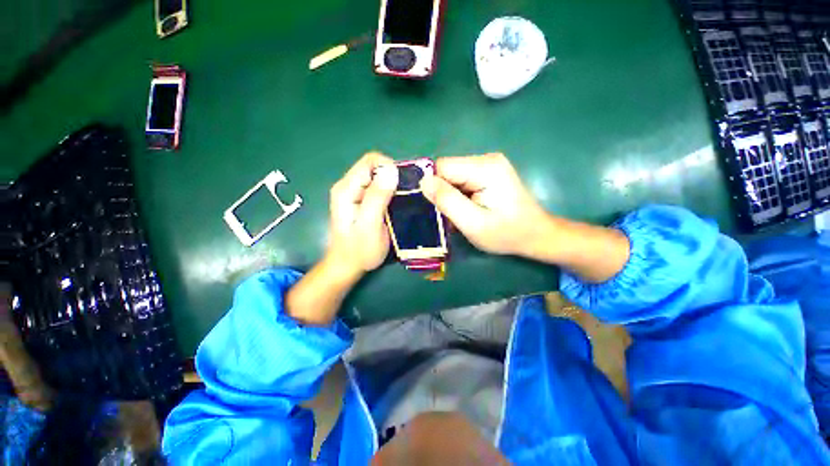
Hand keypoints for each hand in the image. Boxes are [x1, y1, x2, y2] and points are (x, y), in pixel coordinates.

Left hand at [326, 152, 397, 278]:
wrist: (348, 265)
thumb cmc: (359, 250)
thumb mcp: (370, 225)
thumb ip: (378, 198)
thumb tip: (391, 170)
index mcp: (346, 189)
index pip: (370, 161)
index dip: (390, 167)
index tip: (404, 184)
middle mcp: (348, 186)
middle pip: (374, 167)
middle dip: (393, 176)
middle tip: (406, 195)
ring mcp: (354, 192)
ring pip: (378, 176)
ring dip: (393, 184)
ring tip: (404, 200)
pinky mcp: (361, 200)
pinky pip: (378, 187)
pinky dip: (390, 191)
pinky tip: (397, 203)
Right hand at [420, 153, 548, 256]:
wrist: (536, 235)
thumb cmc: (506, 233)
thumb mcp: (473, 223)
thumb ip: (447, 201)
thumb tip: (423, 182)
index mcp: (485, 168)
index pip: (442, 167)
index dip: (435, 187)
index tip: (440, 208)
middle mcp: (487, 159)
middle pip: (447, 170)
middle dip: (444, 193)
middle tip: (455, 215)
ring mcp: (489, 164)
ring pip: (453, 176)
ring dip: (452, 195)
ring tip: (464, 213)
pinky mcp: (489, 171)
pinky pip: (462, 179)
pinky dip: (460, 194)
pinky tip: (470, 207)